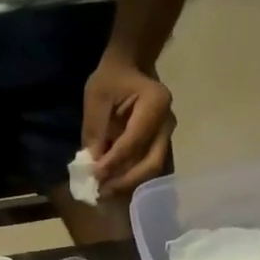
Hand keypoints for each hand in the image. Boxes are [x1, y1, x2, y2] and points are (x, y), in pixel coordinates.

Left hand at [83, 51, 173, 194]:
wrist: (132, 67)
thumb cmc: (113, 78)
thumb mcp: (97, 96)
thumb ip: (95, 130)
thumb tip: (91, 165)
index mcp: (156, 103)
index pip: (134, 141)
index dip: (114, 162)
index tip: (94, 176)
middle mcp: (168, 123)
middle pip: (151, 163)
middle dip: (126, 181)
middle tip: (102, 192)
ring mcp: (168, 136)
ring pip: (153, 170)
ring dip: (129, 184)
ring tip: (106, 192)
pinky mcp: (163, 146)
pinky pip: (150, 168)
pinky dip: (133, 180)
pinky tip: (115, 186)